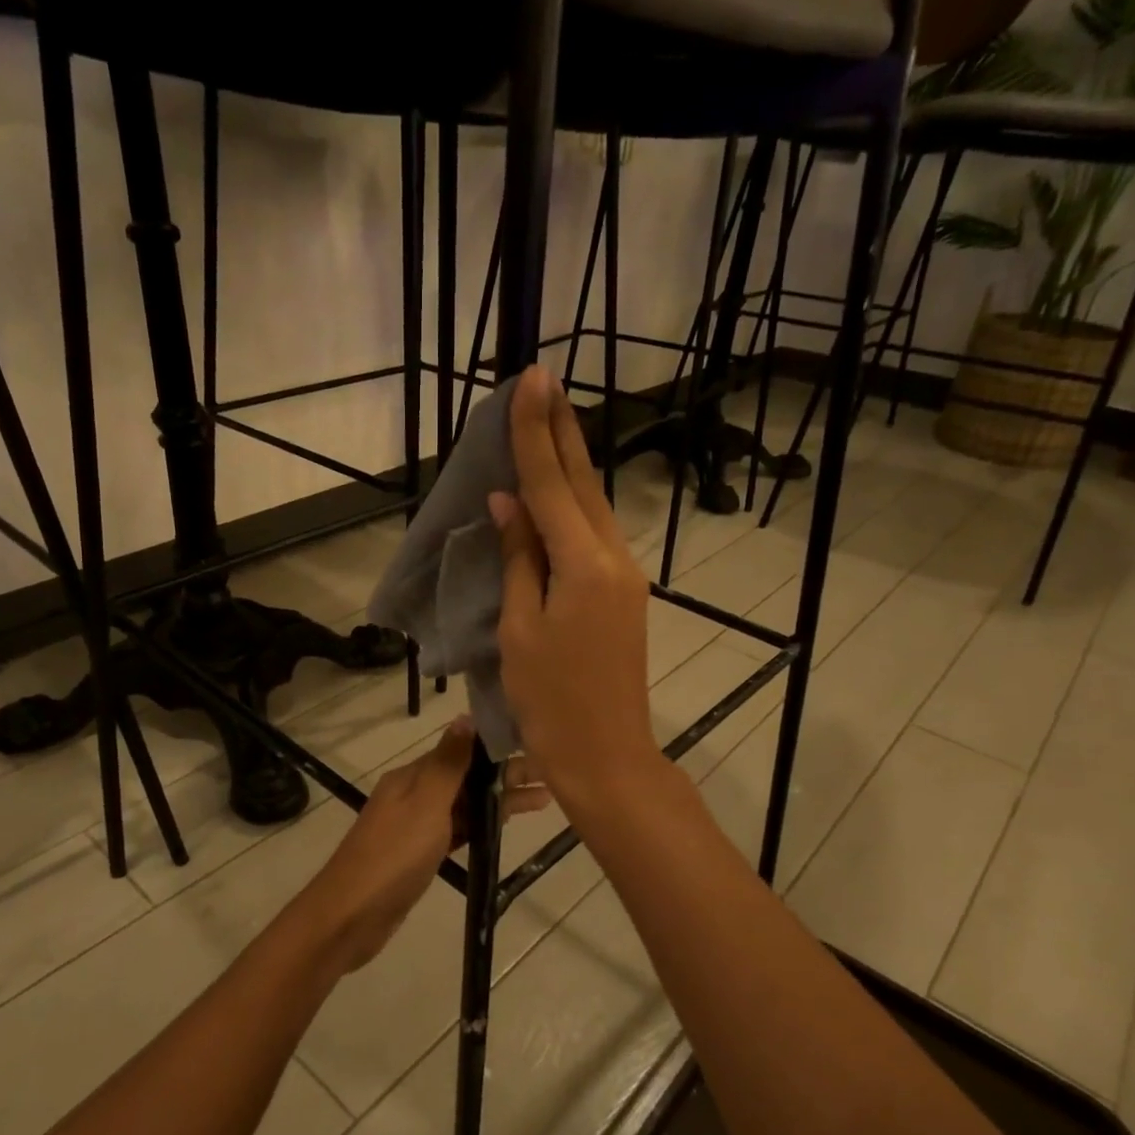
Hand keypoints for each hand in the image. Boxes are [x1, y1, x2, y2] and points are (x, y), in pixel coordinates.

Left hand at [297, 718, 550, 973]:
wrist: (352, 915)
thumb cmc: (393, 855)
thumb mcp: (425, 802)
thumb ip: (448, 763)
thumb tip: (466, 717)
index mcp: (412, 776)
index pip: (462, 751)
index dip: (498, 748)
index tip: (536, 745)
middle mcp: (414, 794)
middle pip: (467, 777)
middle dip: (506, 775)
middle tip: (551, 777)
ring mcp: (416, 826)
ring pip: (465, 805)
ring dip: (500, 800)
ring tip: (543, 801)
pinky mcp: (420, 854)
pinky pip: (458, 830)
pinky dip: (482, 825)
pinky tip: (504, 827)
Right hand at [489, 367, 661, 818]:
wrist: (606, 755)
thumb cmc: (551, 702)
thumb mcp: (520, 631)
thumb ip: (520, 561)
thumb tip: (510, 504)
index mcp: (584, 565)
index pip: (552, 484)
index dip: (535, 432)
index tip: (529, 380)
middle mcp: (614, 558)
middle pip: (583, 483)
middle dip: (562, 430)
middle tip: (545, 380)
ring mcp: (624, 576)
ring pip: (593, 506)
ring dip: (571, 461)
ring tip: (550, 419)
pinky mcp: (623, 594)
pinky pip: (595, 534)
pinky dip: (574, 503)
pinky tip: (559, 489)